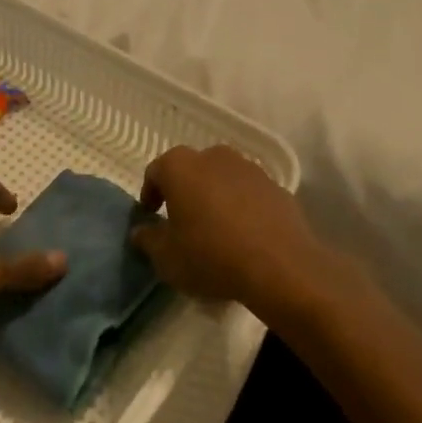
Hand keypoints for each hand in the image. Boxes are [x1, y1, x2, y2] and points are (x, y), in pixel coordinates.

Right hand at [130, 145, 324, 313]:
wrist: (281, 266)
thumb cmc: (211, 255)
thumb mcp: (167, 258)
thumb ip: (148, 240)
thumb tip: (140, 231)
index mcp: (180, 166)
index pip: (155, 172)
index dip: (150, 194)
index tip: (152, 216)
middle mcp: (213, 156)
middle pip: (191, 170)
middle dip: (184, 191)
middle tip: (183, 221)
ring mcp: (249, 168)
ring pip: (222, 178)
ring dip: (215, 197)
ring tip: (216, 229)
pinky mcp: (276, 186)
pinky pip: (249, 193)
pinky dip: (243, 207)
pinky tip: (245, 236)